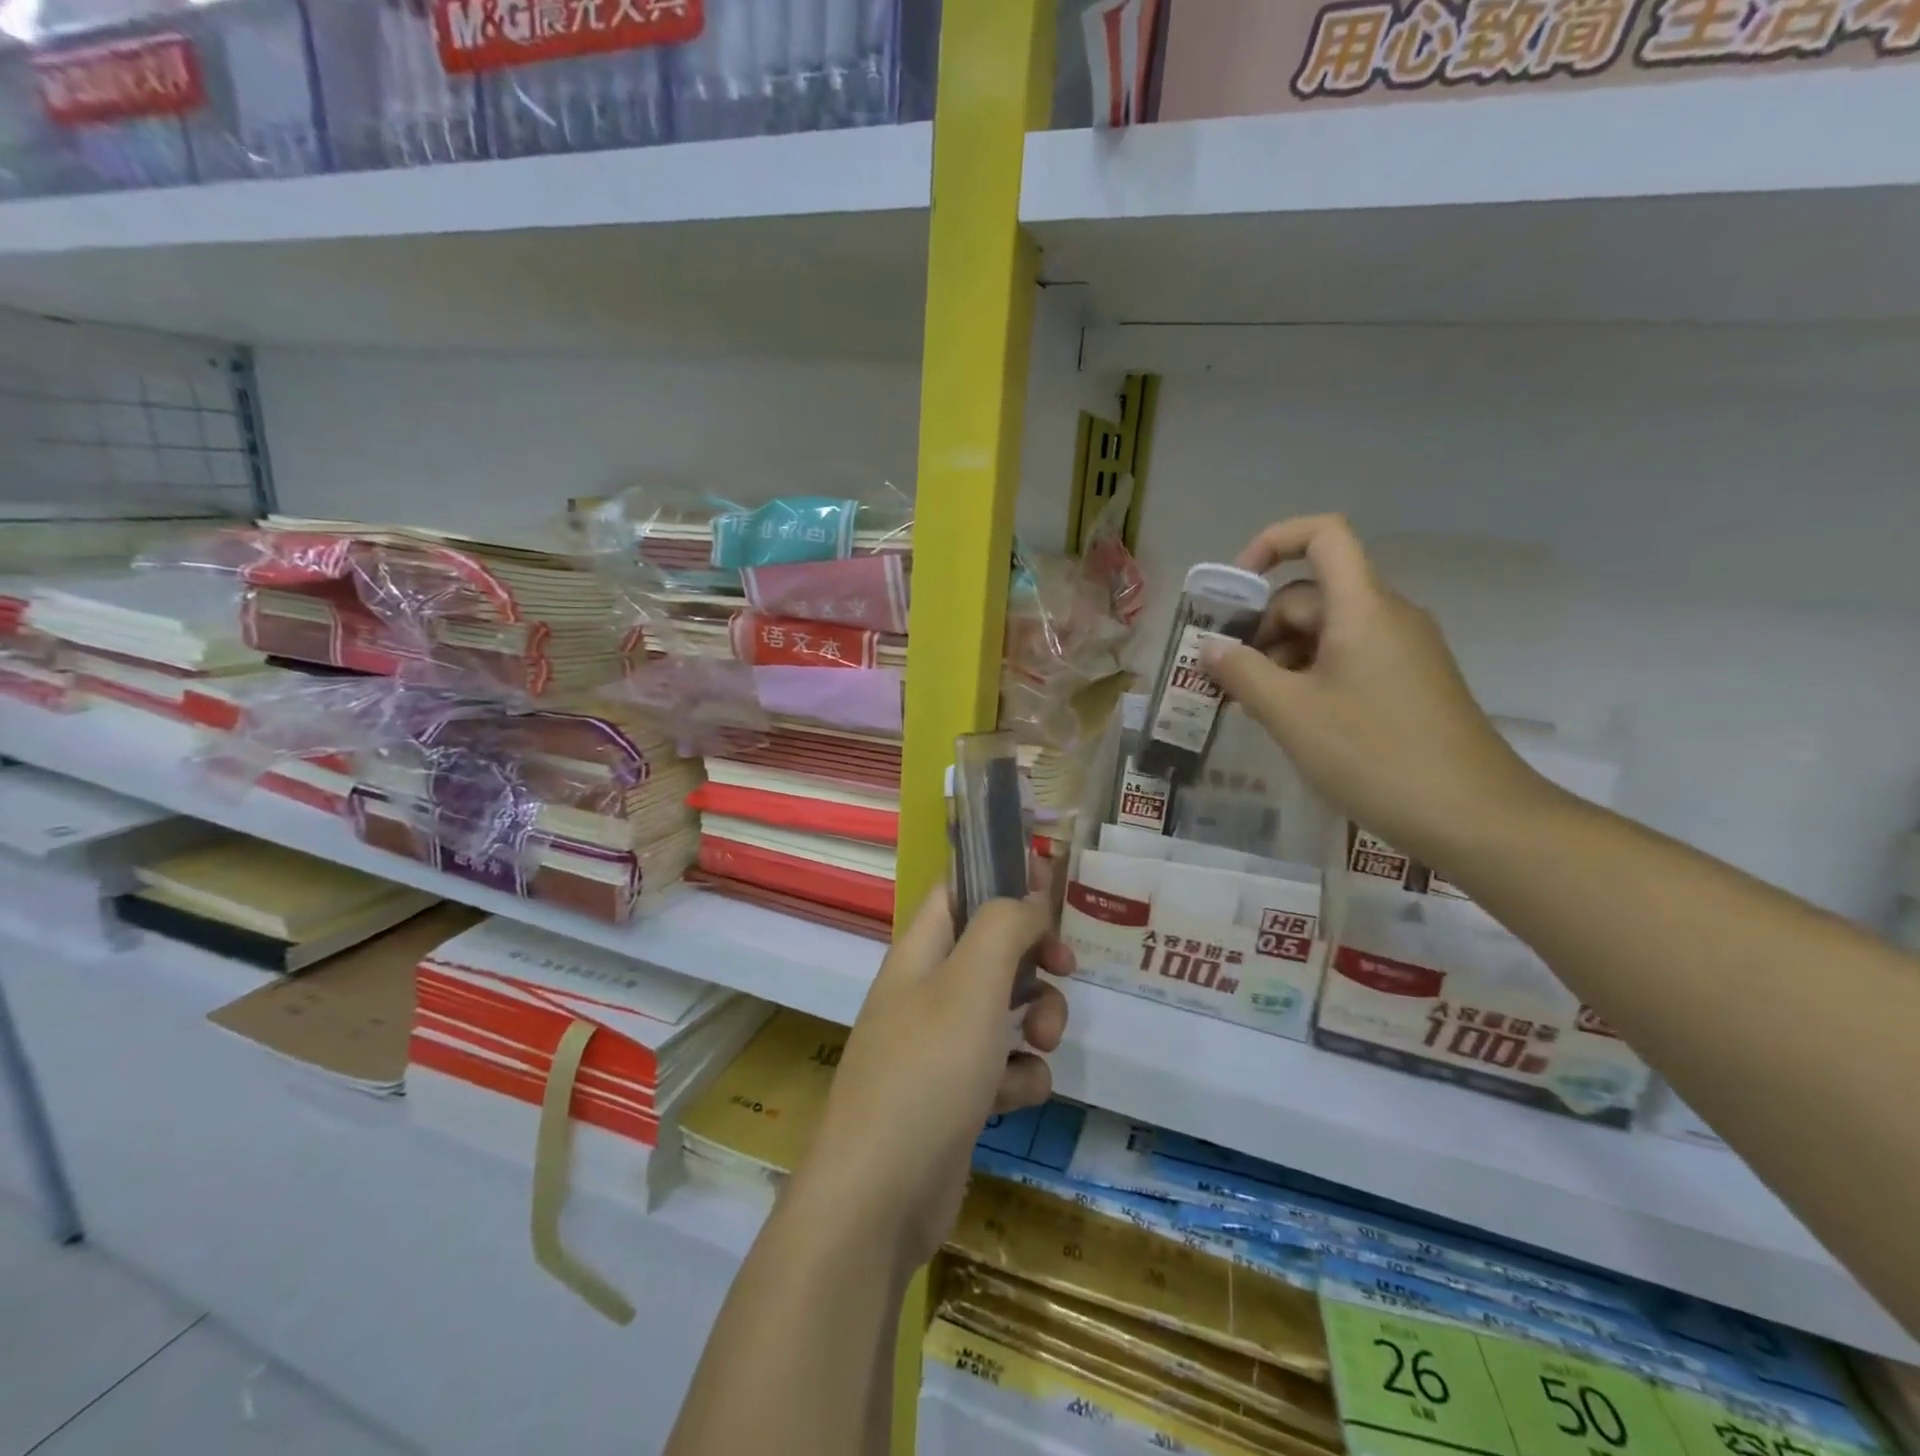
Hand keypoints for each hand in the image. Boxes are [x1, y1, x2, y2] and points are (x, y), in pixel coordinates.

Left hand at [788, 891, 1072, 1271]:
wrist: (880, 1195)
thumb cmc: (928, 1070)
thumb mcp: (972, 981)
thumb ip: (1004, 926)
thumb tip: (1028, 900)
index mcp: (920, 952)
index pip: (957, 889)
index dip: (1000, 877)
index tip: (1049, 884)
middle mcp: (927, 991)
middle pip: (991, 947)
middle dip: (1034, 955)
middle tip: (1065, 964)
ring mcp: (939, 1046)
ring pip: (1004, 1008)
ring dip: (1037, 1017)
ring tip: (1043, 1040)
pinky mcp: (956, 1096)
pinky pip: (1003, 1067)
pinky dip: (1019, 1077)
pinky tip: (1016, 1097)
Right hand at [1200, 514, 1549, 868]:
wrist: (1474, 817)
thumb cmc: (1374, 755)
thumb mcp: (1290, 714)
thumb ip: (1242, 673)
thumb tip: (1211, 649)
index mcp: (1363, 607)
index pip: (1323, 535)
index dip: (1272, 543)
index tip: (1233, 591)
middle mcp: (1387, 616)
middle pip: (1312, 594)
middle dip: (1262, 628)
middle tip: (1228, 679)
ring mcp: (1402, 651)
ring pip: (1326, 632)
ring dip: (1281, 658)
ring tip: (1254, 708)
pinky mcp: (1408, 683)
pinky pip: (1347, 660)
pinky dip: (1309, 677)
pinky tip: (1292, 721)